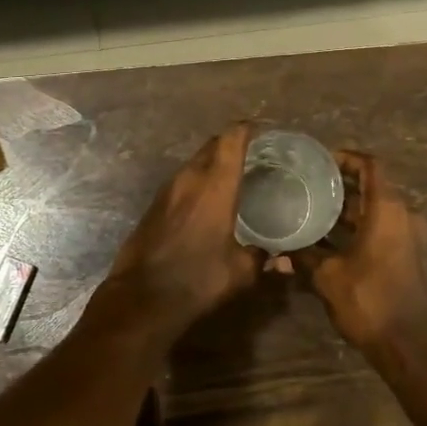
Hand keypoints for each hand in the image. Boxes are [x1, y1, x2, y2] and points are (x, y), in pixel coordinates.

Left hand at [93, 123, 265, 342]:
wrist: (142, 297)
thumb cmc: (198, 279)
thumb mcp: (240, 272)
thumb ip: (264, 260)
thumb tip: (284, 261)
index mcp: (215, 185)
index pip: (231, 139)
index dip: (246, 128)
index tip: (262, 129)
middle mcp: (190, 178)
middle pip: (212, 145)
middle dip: (231, 143)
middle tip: (254, 153)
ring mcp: (168, 190)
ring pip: (194, 162)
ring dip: (213, 162)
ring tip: (233, 175)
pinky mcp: (154, 204)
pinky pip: (181, 180)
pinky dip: (198, 180)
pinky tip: (208, 200)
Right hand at [292, 152, 426, 365]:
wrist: (416, 349)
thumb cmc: (371, 302)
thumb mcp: (329, 278)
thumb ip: (305, 258)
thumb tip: (278, 254)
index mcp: (388, 209)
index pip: (370, 166)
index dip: (347, 158)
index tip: (321, 162)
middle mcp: (406, 216)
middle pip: (374, 188)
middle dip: (343, 187)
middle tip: (310, 188)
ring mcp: (414, 238)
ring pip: (380, 212)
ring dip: (352, 211)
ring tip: (316, 214)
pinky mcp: (414, 258)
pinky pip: (387, 231)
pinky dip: (363, 229)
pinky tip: (334, 244)